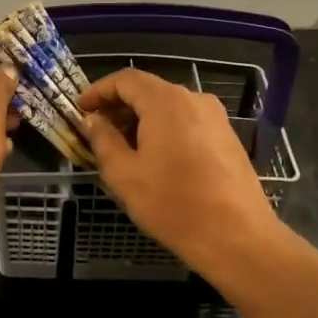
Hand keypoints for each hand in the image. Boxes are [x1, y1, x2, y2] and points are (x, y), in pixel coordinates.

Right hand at [79, 69, 283, 272]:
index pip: (125, 80)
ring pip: (168, 108)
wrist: (237, 237)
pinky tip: (155, 160)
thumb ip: (103, 140)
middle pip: (148, 91)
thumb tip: (92, 120)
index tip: (80, 110)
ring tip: (123, 150)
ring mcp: (215, 117)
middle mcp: (193, 99)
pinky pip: (187, 123)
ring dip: (141, 121)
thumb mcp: (124, 174)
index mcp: (166, 101)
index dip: (99, 91)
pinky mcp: (227, 137)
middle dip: (119, 108)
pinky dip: (164, 131)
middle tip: (97, 133)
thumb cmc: (173, 204)